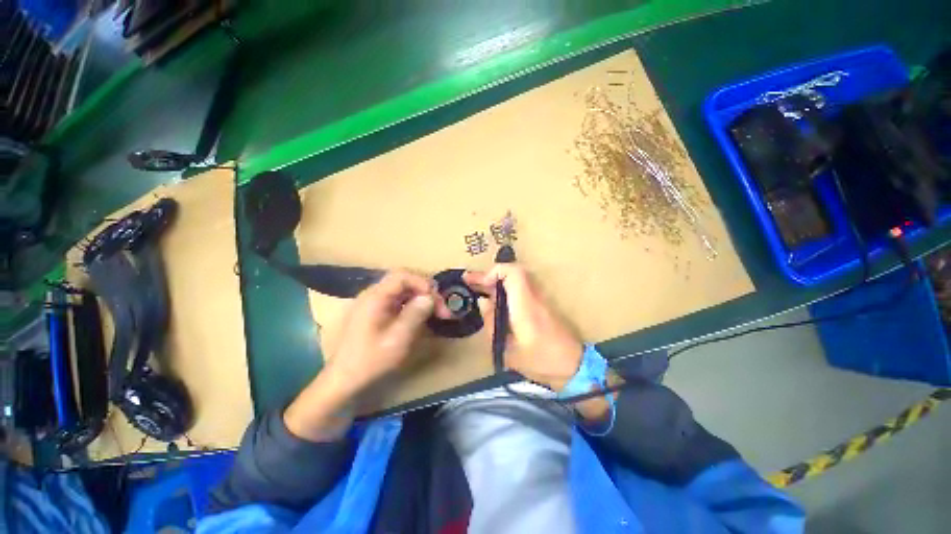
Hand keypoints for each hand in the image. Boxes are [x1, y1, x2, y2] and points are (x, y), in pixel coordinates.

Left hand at [284, 270, 449, 440]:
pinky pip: (398, 300)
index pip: (402, 276)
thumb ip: (414, 315)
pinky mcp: (375, 312)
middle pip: (404, 281)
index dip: (423, 283)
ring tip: (436, 313)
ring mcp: (373, 303)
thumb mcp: (397, 340)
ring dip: (421, 298)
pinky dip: (413, 305)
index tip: (437, 299)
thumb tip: (430, 297)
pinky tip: (421, 317)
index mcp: (375, 297)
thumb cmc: (369, 361)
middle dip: (425, 291)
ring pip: (402, 290)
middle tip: (441, 308)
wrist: (342, 380)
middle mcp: (373, 294)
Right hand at [464, 265, 582, 390]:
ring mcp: (540, 299)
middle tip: (469, 281)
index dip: (494, 272)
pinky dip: (503, 290)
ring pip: (515, 280)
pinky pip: (519, 289)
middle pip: (512, 273)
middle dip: (489, 275)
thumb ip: (492, 323)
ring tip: (476, 289)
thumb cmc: (540, 362)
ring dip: (495, 282)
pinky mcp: (541, 305)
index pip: (513, 273)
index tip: (480, 284)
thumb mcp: (508, 350)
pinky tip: (492, 300)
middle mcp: (534, 297)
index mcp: (526, 306)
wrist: (574, 368)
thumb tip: (482, 302)